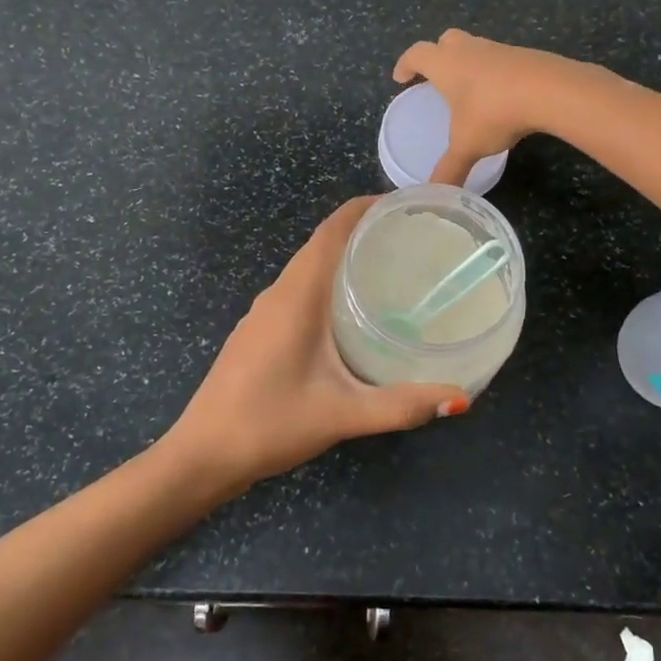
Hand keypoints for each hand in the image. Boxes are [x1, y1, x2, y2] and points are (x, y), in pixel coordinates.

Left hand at [161, 198, 462, 497]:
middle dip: (362, 232)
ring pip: (308, 269)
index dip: (363, 208)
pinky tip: (351, 313)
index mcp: (296, 296)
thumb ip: (400, 406)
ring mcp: (262, 313)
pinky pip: (297, 291)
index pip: (330, 232)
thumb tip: (459, 398)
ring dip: (343, 259)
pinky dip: (327, 284)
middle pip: (321, 245)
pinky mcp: (257, 332)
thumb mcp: (341, 414)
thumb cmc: (268, 424)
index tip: (403, 205)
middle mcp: (277, 293)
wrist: (201, 456)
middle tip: (412, 239)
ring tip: (390, 269)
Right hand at [393, 29, 576, 185]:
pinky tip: (501, 96)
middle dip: (437, 55)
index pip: (416, 54)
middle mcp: (468, 50)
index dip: (405, 64)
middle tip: (436, 78)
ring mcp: (498, 49)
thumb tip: (434, 193)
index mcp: (445, 64)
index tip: (400, 78)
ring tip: (469, 90)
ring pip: (476, 48)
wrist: (549, 90)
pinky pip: (501, 60)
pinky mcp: (525, 56)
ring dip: (468, 63)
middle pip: (446, 41)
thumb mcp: (467, 146)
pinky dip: (495, 74)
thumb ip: (449, 169)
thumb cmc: (493, 112)